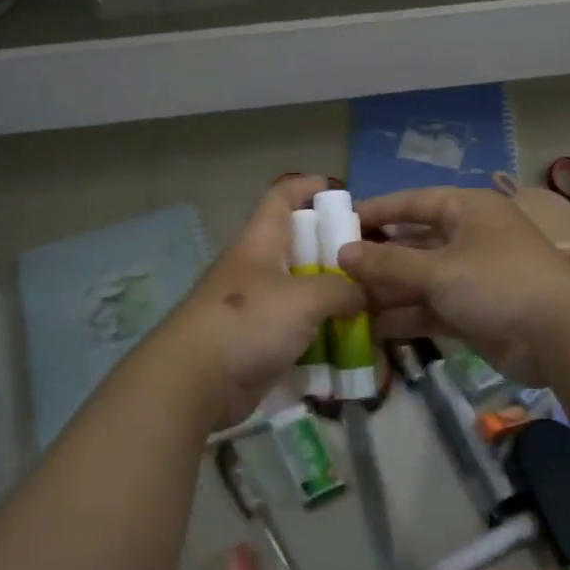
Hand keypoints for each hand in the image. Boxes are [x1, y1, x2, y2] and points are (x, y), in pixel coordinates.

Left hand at [165, 175, 362, 428]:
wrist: (196, 382)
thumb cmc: (248, 322)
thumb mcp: (305, 299)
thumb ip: (342, 290)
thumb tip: (366, 292)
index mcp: (260, 243)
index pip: (280, 198)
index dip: (306, 187)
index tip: (338, 189)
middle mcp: (258, 269)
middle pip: (299, 247)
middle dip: (333, 250)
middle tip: (372, 259)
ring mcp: (256, 307)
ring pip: (302, 291)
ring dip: (332, 296)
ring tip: (372, 302)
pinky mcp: (258, 342)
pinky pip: (298, 329)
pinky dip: (322, 332)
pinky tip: (351, 340)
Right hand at [337, 186, 569, 382]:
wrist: (561, 338)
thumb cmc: (498, 283)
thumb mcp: (439, 270)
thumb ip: (388, 262)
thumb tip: (343, 253)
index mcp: (467, 209)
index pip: (412, 202)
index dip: (375, 211)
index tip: (337, 223)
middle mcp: (469, 237)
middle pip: (413, 242)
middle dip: (377, 258)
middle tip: (334, 270)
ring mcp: (473, 276)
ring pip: (420, 278)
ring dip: (387, 291)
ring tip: (344, 302)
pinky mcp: (474, 311)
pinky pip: (431, 307)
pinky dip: (406, 316)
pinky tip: (371, 327)